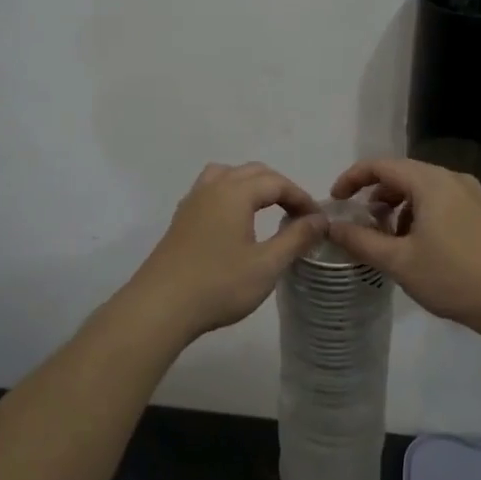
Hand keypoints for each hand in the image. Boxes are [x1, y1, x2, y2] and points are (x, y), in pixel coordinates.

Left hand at [128, 163, 328, 341]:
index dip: (300, 197)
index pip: (276, 182)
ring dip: (250, 186)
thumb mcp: (267, 265)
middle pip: (252, 172)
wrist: (160, 307)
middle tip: (297, 214)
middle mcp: (212, 188)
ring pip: (226, 176)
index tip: (317, 220)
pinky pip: (210, 192)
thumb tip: (319, 219)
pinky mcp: (180, 220)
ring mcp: (192, 202)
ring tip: (265, 210)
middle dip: (278, 187)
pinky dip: (230, 196)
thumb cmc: (219, 285)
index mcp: (235, 193)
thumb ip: (296, 238)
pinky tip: (235, 223)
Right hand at [326, 158, 480, 335]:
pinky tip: (417, 246)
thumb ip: (361, 240)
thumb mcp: (399, 261)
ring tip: (387, 239)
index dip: (352, 178)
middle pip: (402, 175)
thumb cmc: (454, 277)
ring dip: (398, 207)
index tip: (335, 201)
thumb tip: (331, 227)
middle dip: (375, 195)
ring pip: (422, 190)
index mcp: (430, 182)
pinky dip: (419, 215)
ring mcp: (471, 196)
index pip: (381, 165)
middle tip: (359, 222)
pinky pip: (441, 203)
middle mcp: (452, 179)